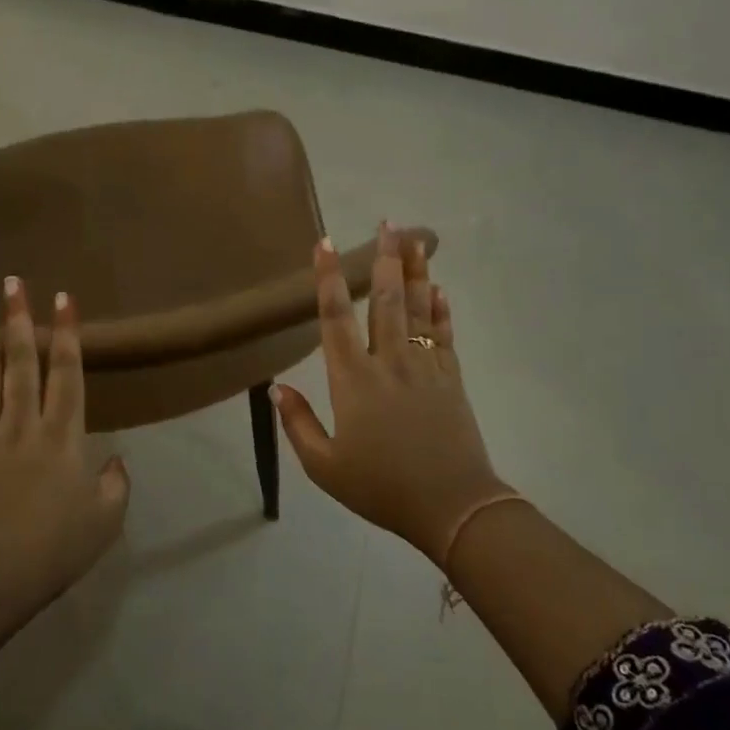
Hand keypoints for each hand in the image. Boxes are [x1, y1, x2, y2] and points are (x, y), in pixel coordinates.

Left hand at [0, 280, 128, 625]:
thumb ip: (116, 486)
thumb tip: (118, 459)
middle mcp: (22, 425)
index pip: (67, 374)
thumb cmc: (49, 554)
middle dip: (20, 319)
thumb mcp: (103, 525)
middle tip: (14, 281)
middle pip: (22, 362)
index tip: (63, 299)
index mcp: (62, 438)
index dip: (67, 334)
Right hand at [274, 223, 506, 560]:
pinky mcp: (451, 378)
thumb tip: (277, 387)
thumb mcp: (325, 466)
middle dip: (384, 258)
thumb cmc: (381, 487)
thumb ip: (297, 423)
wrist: (452, 506)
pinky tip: (439, 288)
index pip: (335, 317)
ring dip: (415, 271)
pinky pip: (444, 334)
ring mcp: (425, 366)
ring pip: (417, 308)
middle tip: (387, 222)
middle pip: (385, 299)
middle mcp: (388, 361)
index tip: (325, 244)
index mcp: (353, 380)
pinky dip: (441, 308)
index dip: (327, 278)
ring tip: (415, 238)